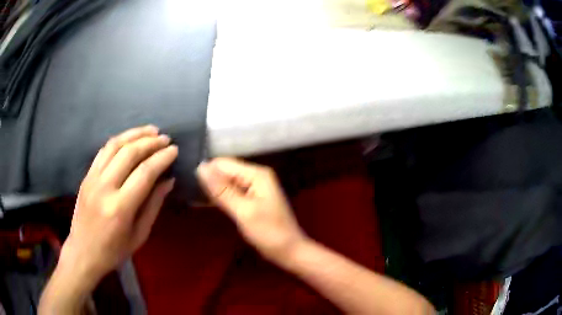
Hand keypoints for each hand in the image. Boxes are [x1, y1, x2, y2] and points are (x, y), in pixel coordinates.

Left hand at [60, 125, 177, 289]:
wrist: (83, 252)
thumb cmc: (114, 251)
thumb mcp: (139, 235)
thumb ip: (153, 205)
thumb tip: (168, 181)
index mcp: (120, 208)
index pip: (144, 173)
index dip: (161, 158)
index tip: (174, 150)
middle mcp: (104, 188)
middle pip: (129, 153)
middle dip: (150, 142)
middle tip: (165, 138)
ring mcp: (92, 179)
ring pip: (114, 145)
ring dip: (134, 134)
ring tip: (151, 131)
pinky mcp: (86, 176)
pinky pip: (103, 151)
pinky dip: (119, 141)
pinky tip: (129, 139)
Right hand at [197, 158, 306, 262]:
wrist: (289, 251)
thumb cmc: (269, 233)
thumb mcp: (243, 211)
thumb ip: (221, 190)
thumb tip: (200, 167)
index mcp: (256, 174)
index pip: (223, 163)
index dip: (206, 172)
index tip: (188, 184)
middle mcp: (255, 176)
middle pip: (225, 172)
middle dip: (208, 181)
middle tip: (189, 193)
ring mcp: (254, 188)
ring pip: (226, 183)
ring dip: (212, 191)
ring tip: (193, 198)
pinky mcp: (251, 199)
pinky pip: (231, 193)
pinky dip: (220, 198)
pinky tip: (204, 204)